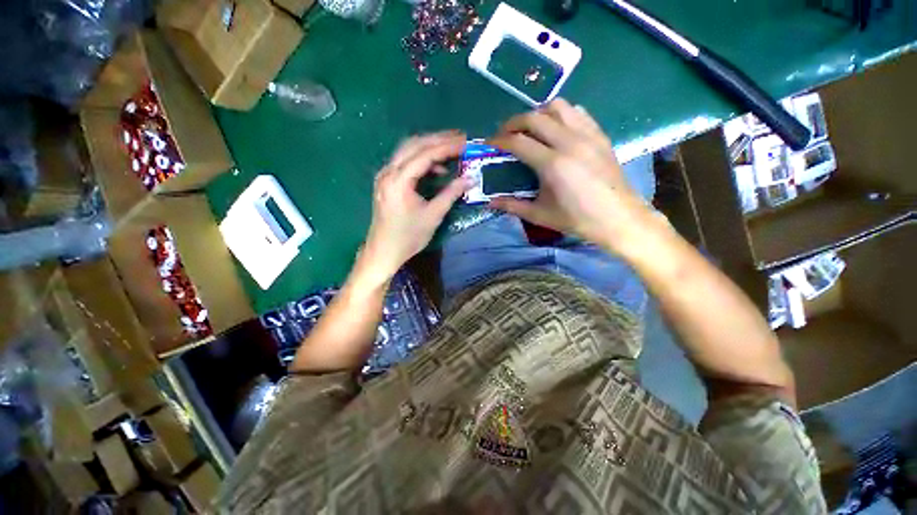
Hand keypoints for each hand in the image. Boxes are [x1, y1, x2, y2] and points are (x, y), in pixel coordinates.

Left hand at [361, 131, 470, 281]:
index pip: (425, 154)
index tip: (466, 143)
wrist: (383, 251)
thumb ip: (451, 194)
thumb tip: (470, 179)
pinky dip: (421, 160)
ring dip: (429, 147)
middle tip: (460, 138)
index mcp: (399, 180)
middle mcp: (388, 172)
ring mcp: (385, 176)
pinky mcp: (386, 182)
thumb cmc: (408, 237)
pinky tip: (436, 169)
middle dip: (438, 139)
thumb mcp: (433, 216)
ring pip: (408, 150)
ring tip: (450, 149)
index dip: (447, 146)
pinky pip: (404, 162)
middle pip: (414, 145)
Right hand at [489, 99, 653, 252]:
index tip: (490, 143)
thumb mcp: (540, 215)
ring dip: (538, 113)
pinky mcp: (599, 135)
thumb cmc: (577, 219)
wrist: (618, 218)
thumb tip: (490, 202)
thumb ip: (512, 205)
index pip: (518, 142)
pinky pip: (577, 112)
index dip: (500, 140)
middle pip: (535, 117)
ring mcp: (587, 135)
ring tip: (530, 129)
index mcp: (552, 164)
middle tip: (505, 133)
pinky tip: (557, 129)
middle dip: (514, 122)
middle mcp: (569, 142)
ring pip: (558, 106)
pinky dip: (561, 115)